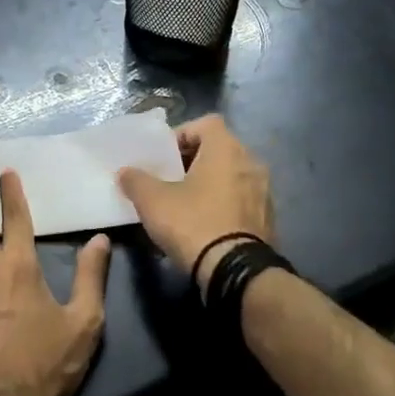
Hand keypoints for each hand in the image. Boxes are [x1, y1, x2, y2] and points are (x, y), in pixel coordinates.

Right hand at [117, 115, 273, 287]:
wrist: (235, 271)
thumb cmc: (193, 224)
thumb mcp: (153, 201)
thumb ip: (136, 180)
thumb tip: (125, 173)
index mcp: (226, 149)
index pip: (206, 124)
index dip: (182, 134)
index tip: (164, 156)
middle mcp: (251, 163)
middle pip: (219, 149)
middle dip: (193, 161)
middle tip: (169, 179)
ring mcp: (264, 191)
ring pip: (231, 176)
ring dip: (210, 184)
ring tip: (185, 203)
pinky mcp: (268, 219)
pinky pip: (241, 200)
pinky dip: (224, 205)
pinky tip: (205, 224)